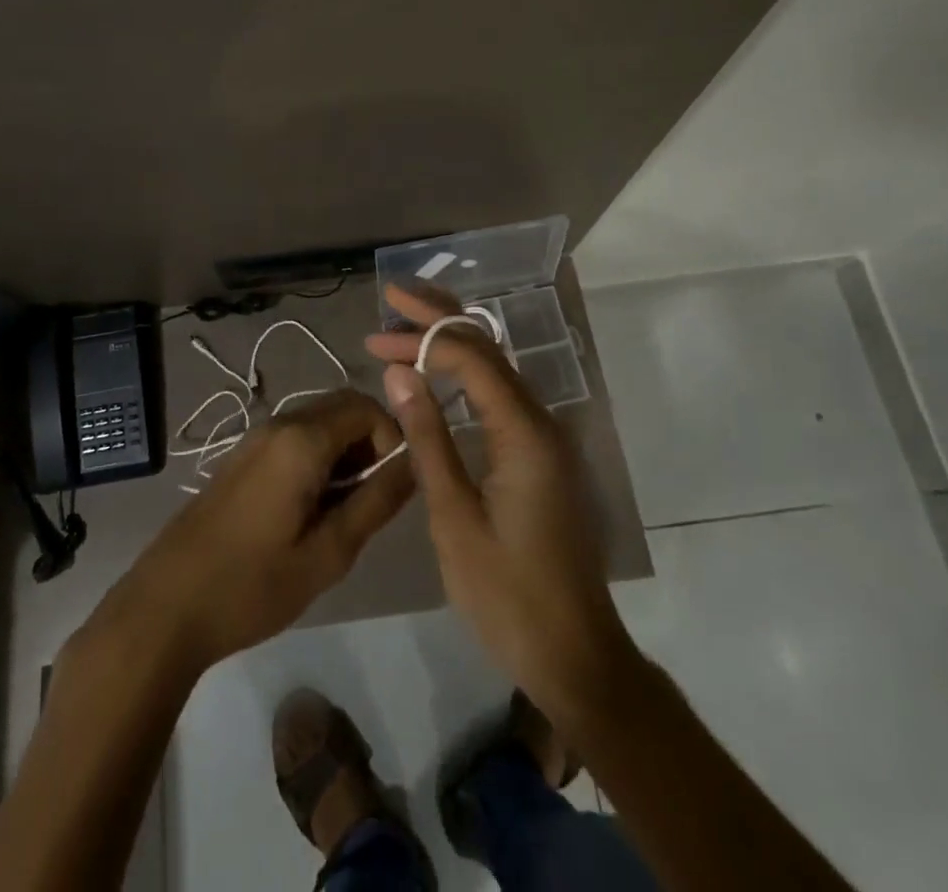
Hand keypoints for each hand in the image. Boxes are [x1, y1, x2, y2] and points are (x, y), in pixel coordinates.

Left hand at [89, 391, 412, 677]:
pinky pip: (295, 438)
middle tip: (370, 499)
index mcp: (302, 440)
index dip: (393, 438)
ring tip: (341, 512)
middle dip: (370, 443)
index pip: (368, 407)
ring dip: (344, 453)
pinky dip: (318, 459)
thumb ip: (377, 502)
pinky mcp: (243, 456)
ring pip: (320, 423)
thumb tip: (416, 463)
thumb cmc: (251, 585)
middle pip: (343, 408)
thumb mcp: (328, 553)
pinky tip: (309, 510)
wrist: (166, 606)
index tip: (392, 486)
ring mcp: (256, 438)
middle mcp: (278, 423)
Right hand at [367, 283, 636, 717]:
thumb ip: (427, 438)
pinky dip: (467, 374)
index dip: (422, 339)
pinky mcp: (541, 456)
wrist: (573, 653)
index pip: (472, 359)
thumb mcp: (454, 517)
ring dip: (453, 342)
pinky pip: (502, 396)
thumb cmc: (506, 592)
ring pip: (498, 369)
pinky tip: (441, 374)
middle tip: (393, 296)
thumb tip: (398, 373)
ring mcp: (546, 439)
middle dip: (440, 319)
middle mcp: (542, 422)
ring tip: (407, 325)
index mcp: (524, 433)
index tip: (374, 335)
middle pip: (490, 349)